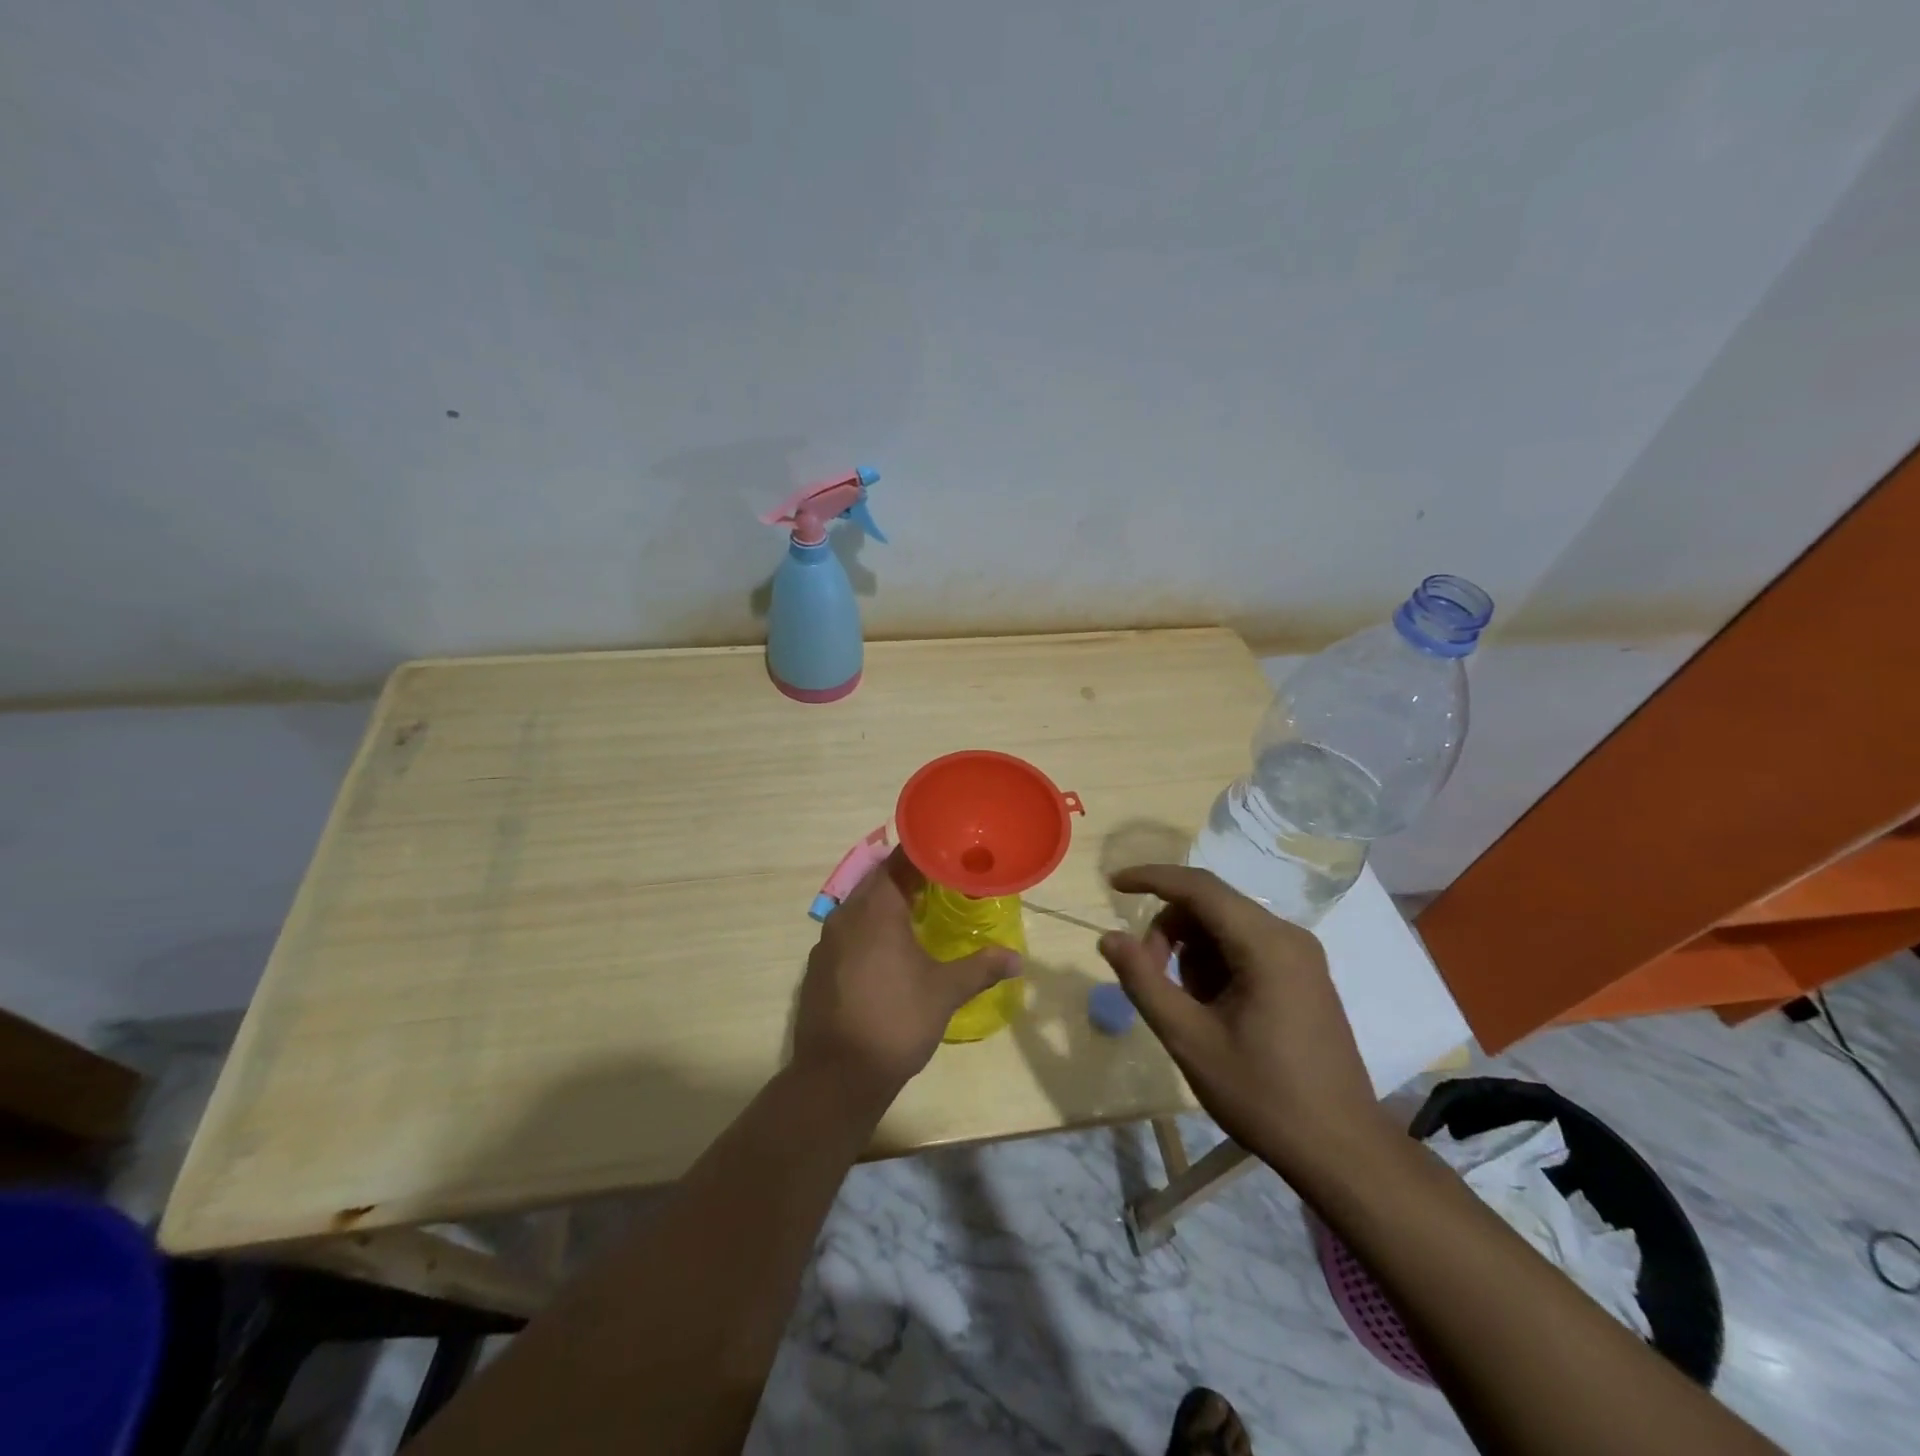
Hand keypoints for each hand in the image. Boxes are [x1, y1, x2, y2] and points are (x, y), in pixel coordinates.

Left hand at [793, 849, 1017, 1096]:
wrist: (837, 1075)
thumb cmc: (897, 1021)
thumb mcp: (945, 992)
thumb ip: (981, 967)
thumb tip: (1017, 958)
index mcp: (876, 909)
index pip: (898, 861)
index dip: (924, 853)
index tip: (949, 853)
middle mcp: (846, 915)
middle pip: (878, 879)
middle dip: (907, 876)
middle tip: (941, 881)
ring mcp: (826, 941)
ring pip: (859, 906)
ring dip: (886, 902)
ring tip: (919, 911)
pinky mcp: (818, 966)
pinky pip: (847, 931)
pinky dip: (868, 928)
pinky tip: (888, 949)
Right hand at [1096, 864, 1390, 1179]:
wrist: (1342, 1150)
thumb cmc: (1263, 1094)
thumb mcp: (1190, 1040)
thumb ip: (1144, 982)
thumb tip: (1109, 938)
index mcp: (1266, 944)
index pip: (1198, 887)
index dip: (1151, 878)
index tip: (1112, 885)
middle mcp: (1288, 936)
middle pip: (1210, 905)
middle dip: (1169, 932)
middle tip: (1150, 979)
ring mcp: (1300, 956)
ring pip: (1225, 926)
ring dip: (1191, 952)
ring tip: (1187, 1007)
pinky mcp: (1303, 976)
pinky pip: (1244, 947)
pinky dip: (1215, 965)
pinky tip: (1212, 1009)